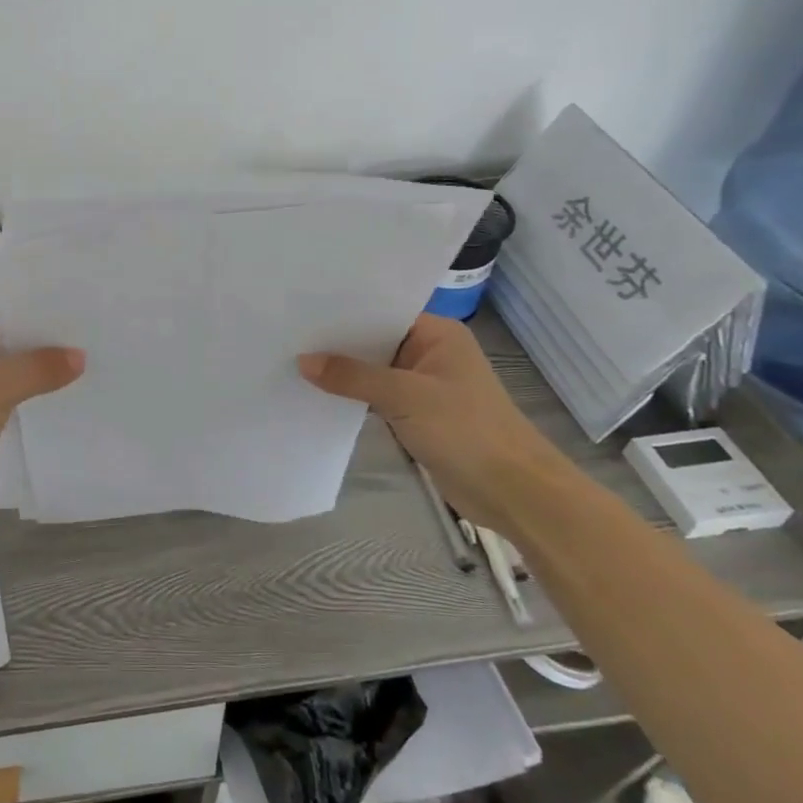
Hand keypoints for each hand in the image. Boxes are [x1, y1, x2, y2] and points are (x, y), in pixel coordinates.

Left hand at [0, 306, 83, 527]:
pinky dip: (16, 400)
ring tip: (76, 375)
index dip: (37, 322)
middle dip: (37, 351)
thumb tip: (79, 356)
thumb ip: (40, 368)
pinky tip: (49, 404)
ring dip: (29, 378)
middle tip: (84, 349)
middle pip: (0, 342)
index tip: (76, 327)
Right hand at [298, 314, 566, 528]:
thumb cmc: (466, 430)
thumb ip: (352, 376)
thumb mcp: (405, 397)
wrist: (513, 492)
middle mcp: (430, 352)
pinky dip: (354, 395)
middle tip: (288, 333)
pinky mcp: (417, 414)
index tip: (301, 310)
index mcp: (437, 334)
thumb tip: (303, 361)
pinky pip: (377, 395)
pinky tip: (318, 393)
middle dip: (337, 342)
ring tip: (293, 360)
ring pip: (373, 369)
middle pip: (374, 340)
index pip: (382, 311)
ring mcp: (424, 384)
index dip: (343, 311)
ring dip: (343, 372)